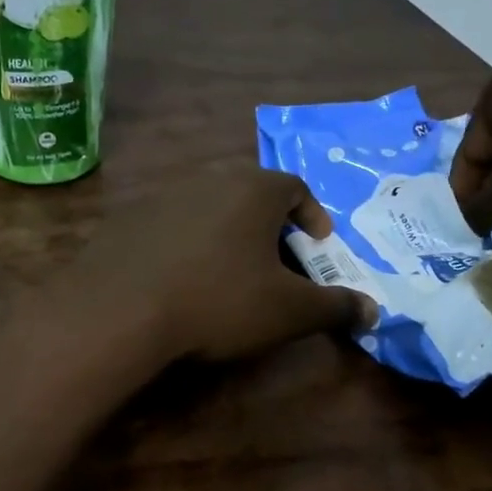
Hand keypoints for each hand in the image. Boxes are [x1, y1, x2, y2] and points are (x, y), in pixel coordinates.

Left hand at [50, 169, 376, 364]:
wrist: (119, 309)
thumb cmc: (218, 301)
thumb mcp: (289, 311)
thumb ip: (335, 307)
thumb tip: (372, 311)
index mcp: (254, 190)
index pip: (296, 187)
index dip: (314, 216)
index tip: (318, 247)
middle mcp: (209, 179)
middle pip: (252, 194)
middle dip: (271, 227)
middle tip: (277, 263)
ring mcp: (163, 195)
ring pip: (209, 208)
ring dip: (226, 234)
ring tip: (229, 273)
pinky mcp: (128, 219)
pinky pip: (171, 226)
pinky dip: (186, 246)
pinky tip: (181, 280)